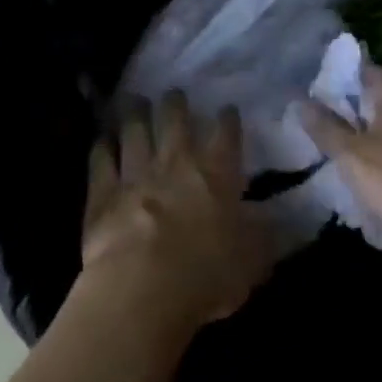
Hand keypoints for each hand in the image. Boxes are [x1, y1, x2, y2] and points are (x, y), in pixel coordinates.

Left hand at [80, 92, 274, 335]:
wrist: (143, 287)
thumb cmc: (207, 277)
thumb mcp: (251, 263)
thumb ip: (263, 239)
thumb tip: (280, 224)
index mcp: (217, 173)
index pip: (226, 134)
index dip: (227, 119)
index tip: (227, 110)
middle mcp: (176, 161)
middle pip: (174, 118)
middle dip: (175, 103)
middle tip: (173, 94)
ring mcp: (136, 171)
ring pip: (134, 129)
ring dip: (135, 113)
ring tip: (134, 101)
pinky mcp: (103, 190)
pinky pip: (101, 159)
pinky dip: (102, 147)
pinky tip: (102, 140)